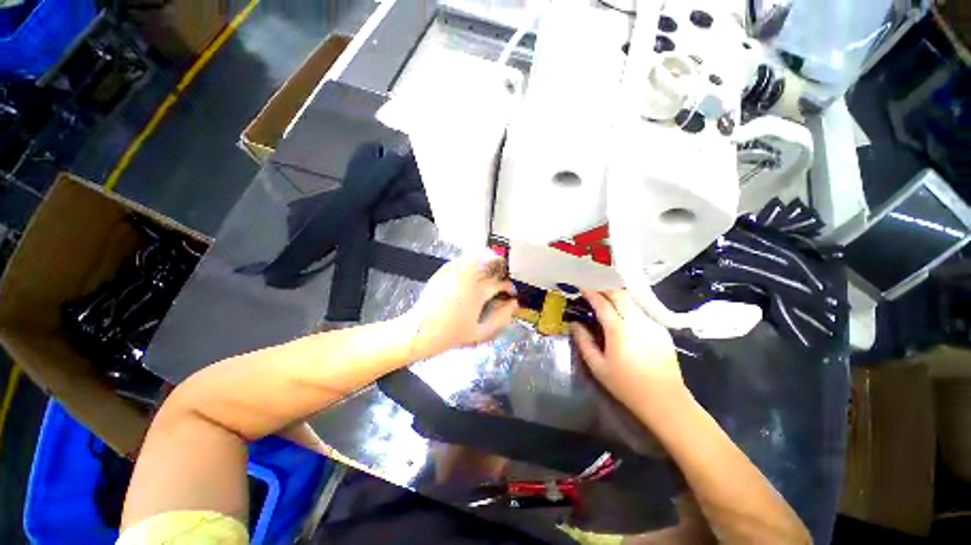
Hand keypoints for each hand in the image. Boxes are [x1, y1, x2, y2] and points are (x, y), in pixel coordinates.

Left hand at [403, 251, 518, 358]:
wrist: (420, 331)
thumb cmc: (452, 334)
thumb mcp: (480, 332)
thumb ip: (501, 318)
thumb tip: (514, 305)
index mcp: (477, 293)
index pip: (499, 283)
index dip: (509, 286)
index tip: (511, 292)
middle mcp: (467, 278)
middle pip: (489, 263)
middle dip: (501, 267)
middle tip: (504, 275)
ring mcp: (453, 272)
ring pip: (476, 256)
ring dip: (487, 259)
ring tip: (491, 268)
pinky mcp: (443, 271)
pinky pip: (461, 259)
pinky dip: (471, 260)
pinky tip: (473, 268)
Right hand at [571, 290, 686, 417]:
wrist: (665, 400)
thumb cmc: (626, 385)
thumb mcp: (598, 366)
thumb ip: (583, 342)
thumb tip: (575, 324)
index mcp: (618, 330)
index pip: (602, 302)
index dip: (590, 293)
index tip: (582, 290)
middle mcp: (636, 321)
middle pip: (620, 294)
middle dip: (605, 290)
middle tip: (594, 294)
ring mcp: (652, 324)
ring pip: (632, 301)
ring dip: (618, 298)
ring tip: (607, 304)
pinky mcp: (661, 330)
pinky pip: (641, 311)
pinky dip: (629, 309)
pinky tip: (625, 320)